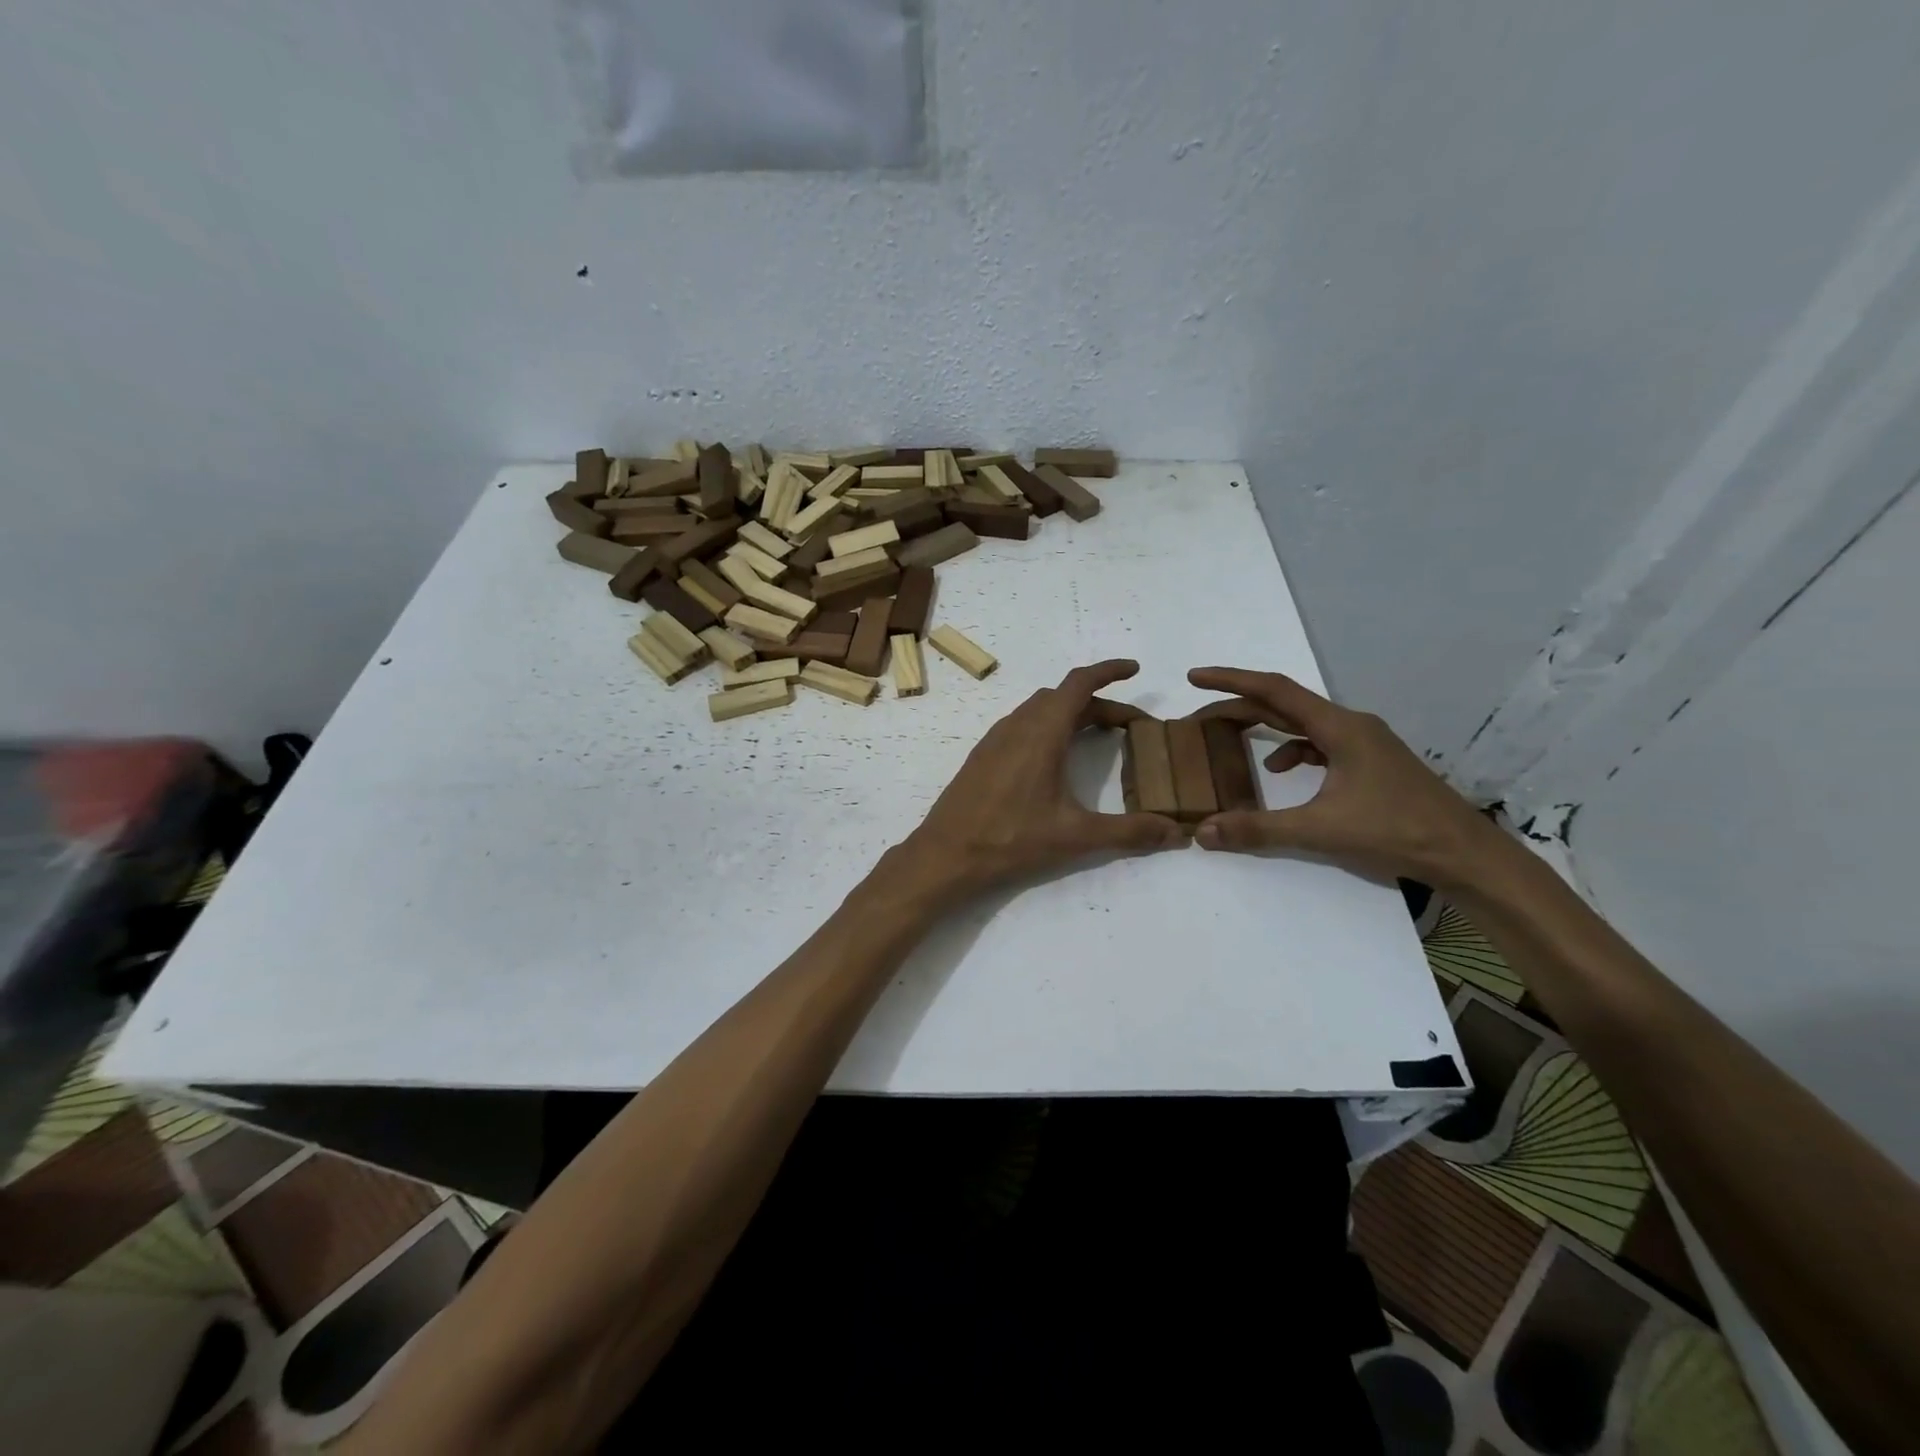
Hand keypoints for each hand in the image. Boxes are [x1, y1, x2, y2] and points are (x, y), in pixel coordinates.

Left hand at [897, 659, 1186, 894]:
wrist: (946, 854)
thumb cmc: (1011, 839)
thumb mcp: (1076, 836)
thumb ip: (1129, 832)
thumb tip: (1177, 833)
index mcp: (1042, 732)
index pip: (1079, 684)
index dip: (1108, 671)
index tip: (1134, 669)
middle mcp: (1017, 725)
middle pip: (1063, 697)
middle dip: (1099, 702)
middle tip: (1130, 725)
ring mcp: (996, 739)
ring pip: (1039, 709)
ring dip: (1071, 713)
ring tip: (1098, 734)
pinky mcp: (983, 756)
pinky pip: (1022, 725)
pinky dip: (1048, 726)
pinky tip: (1055, 757)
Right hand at [1186, 667, 1505, 887]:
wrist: (1465, 855)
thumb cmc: (1396, 831)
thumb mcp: (1320, 830)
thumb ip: (1258, 829)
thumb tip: (1203, 832)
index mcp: (1340, 728)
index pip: (1275, 690)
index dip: (1231, 680)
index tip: (1194, 677)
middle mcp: (1351, 725)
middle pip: (1285, 704)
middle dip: (1239, 706)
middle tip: (1199, 716)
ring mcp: (1364, 743)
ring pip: (1302, 724)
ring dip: (1264, 727)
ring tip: (1230, 741)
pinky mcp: (1371, 763)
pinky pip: (1319, 744)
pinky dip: (1291, 751)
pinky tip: (1280, 774)